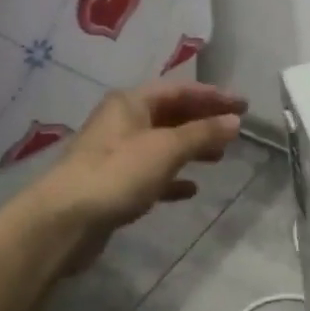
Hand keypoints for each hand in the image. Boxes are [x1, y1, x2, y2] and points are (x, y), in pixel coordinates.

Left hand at [29, 81, 245, 259]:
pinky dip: (173, 177)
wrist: (66, 220)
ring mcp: (116, 153)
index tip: (244, 105)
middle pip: (171, 114)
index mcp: (131, 103)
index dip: (213, 96)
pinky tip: (191, 188)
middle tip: (235, 129)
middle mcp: (122, 121)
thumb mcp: (166, 149)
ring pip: (162, 143)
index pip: (179, 90)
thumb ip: (202, 133)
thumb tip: (234, 120)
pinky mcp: (114, 184)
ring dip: (191, 147)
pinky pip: (151, 173)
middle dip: (203, 120)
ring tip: (219, 157)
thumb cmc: (118, 173)